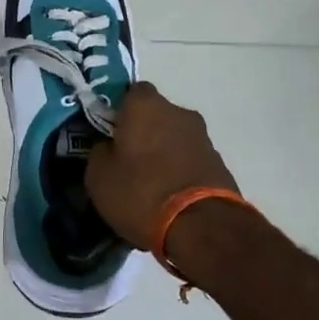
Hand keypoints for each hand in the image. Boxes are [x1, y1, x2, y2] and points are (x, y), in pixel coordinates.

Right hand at [86, 84, 243, 250]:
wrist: (202, 227)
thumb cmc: (141, 192)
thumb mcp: (98, 176)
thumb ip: (100, 152)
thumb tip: (109, 147)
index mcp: (145, 105)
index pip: (130, 92)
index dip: (119, 110)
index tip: (109, 132)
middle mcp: (178, 112)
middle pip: (155, 114)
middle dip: (142, 132)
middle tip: (127, 159)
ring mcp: (203, 137)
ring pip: (174, 137)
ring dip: (163, 152)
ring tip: (149, 183)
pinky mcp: (220, 163)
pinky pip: (189, 160)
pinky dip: (179, 170)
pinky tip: (169, 195)